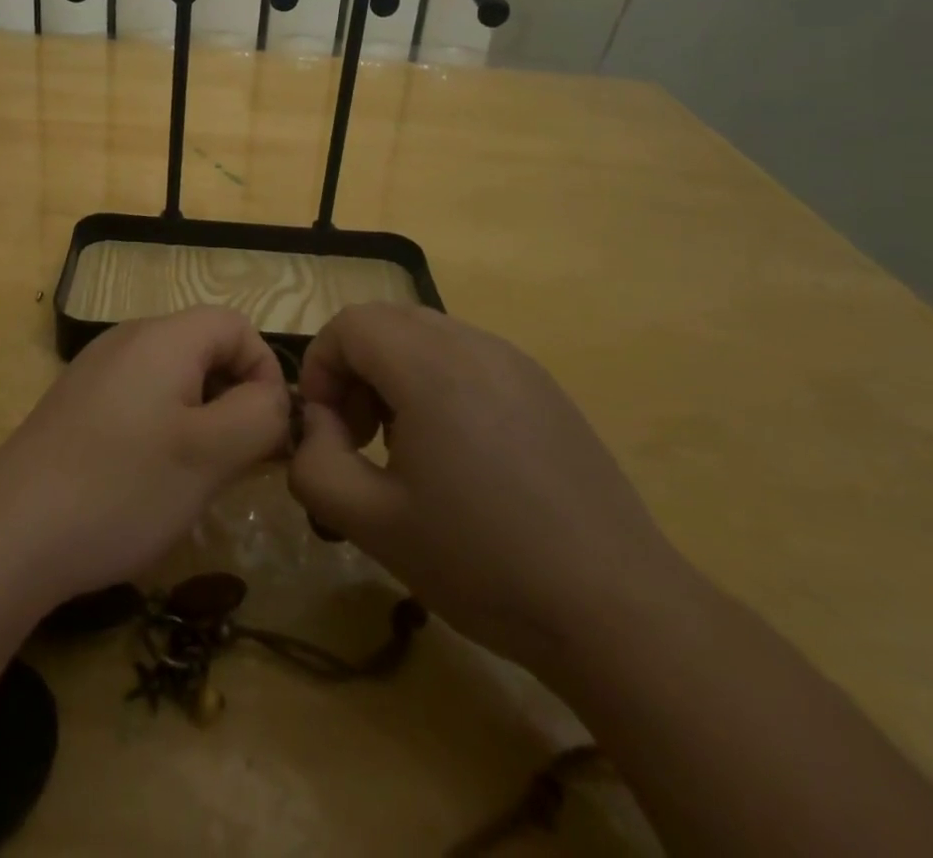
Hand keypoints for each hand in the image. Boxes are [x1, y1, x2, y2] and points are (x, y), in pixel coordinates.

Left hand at [0, 307, 289, 604]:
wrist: (9, 534)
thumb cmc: (122, 487)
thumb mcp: (211, 454)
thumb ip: (261, 415)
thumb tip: (274, 399)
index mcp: (164, 337)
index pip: (236, 325)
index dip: (264, 370)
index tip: (265, 431)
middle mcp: (128, 340)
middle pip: (204, 348)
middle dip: (233, 398)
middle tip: (237, 461)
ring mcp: (96, 371)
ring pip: (173, 378)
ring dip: (200, 419)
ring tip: (197, 476)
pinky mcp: (76, 405)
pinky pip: (139, 400)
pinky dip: (163, 429)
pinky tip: (149, 480)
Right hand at [289, 304, 689, 670]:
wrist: (617, 610)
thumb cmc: (484, 563)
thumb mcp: (373, 524)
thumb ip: (315, 465)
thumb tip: (319, 426)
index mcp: (431, 367)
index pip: (350, 324)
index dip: (321, 366)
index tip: (328, 429)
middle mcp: (475, 344)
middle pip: (387, 322)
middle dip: (355, 369)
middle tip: (359, 436)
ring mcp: (516, 362)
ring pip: (428, 336)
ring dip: (395, 374)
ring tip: (405, 447)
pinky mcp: (544, 387)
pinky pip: (469, 357)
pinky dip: (438, 382)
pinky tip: (459, 455)